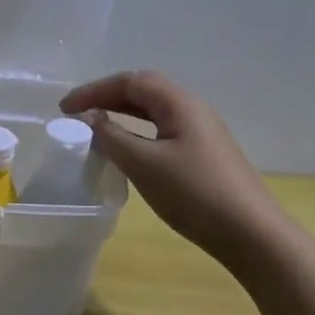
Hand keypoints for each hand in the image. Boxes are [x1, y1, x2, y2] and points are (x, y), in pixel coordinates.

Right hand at [60, 71, 283, 266]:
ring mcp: (201, 133)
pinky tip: (126, 151)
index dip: (94, 90)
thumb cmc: (194, 193)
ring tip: (94, 129)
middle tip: (76, 115)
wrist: (251, 233)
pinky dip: (136, 133)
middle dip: (107, 97)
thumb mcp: (144, 164)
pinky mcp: (203, 155)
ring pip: (154, 112)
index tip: (64, 108)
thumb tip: (88, 118)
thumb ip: (111, 136)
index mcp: (180, 104)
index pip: (131, 81)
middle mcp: (193, 110)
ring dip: (121, 115)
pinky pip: (161, 131)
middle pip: (144, 91)